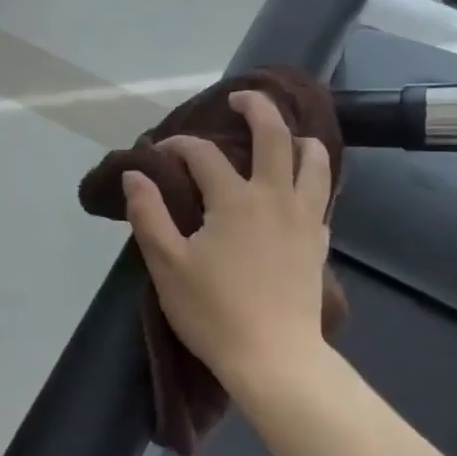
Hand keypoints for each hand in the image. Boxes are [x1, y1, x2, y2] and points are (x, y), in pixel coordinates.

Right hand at [122, 90, 332, 391]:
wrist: (274, 358)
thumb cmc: (214, 312)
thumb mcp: (167, 265)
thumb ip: (149, 214)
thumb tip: (135, 175)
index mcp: (234, 200)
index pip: (203, 155)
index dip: (178, 145)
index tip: (159, 151)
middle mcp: (274, 196)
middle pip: (275, 136)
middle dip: (257, 108)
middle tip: (241, 97)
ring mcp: (303, 218)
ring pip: (313, 161)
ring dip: (300, 138)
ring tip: (287, 134)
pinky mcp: (318, 242)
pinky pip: (321, 194)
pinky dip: (312, 176)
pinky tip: (299, 185)